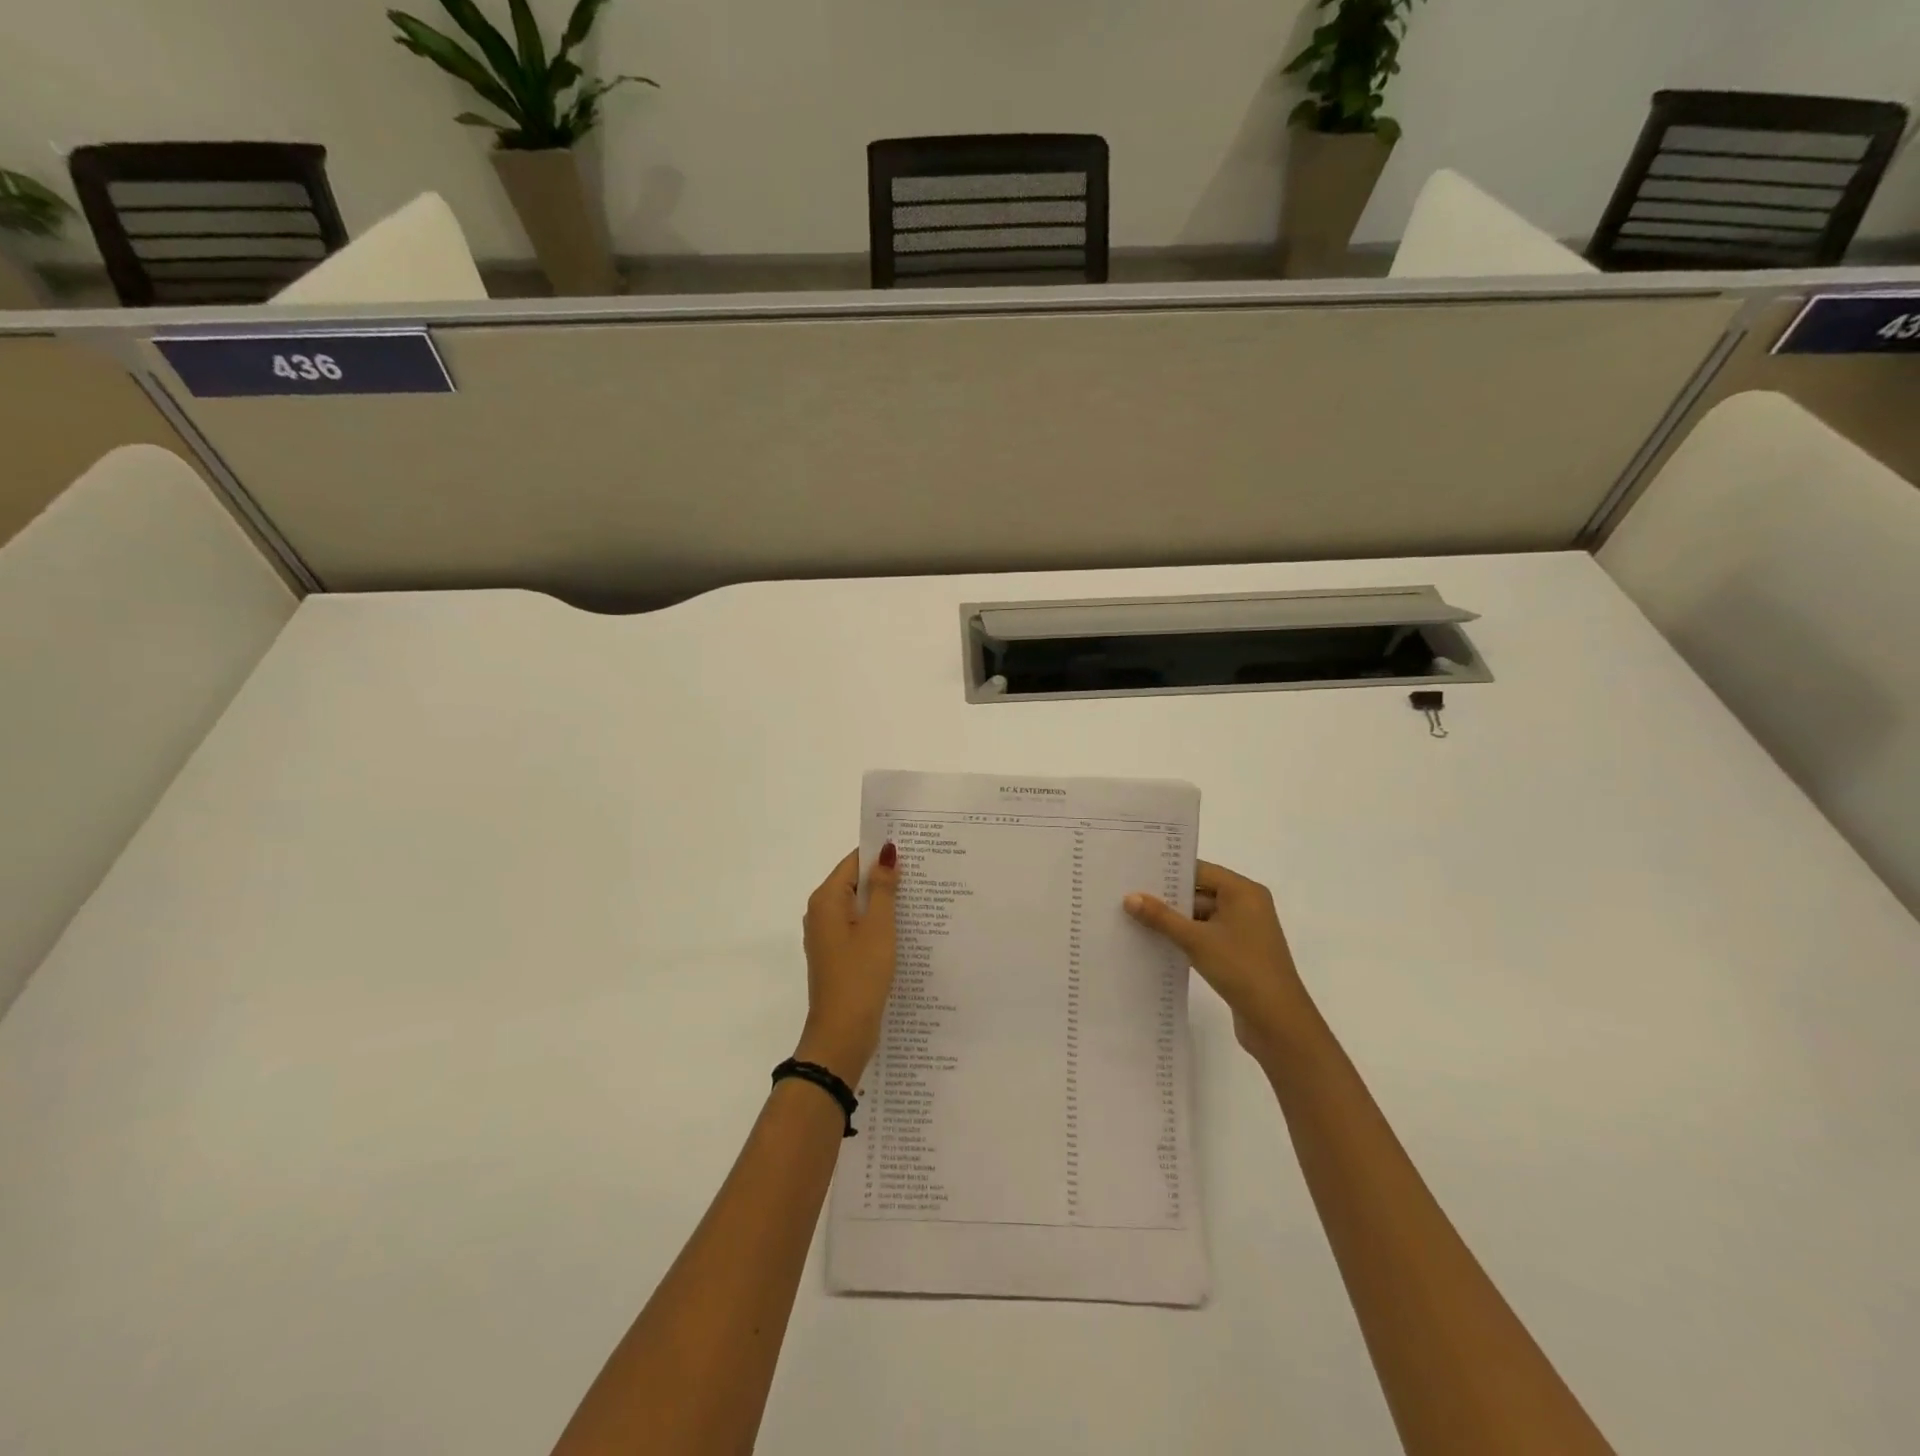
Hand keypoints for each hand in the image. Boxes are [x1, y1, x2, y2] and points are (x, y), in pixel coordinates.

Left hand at [795, 844, 898, 1083]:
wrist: (842, 1034)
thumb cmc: (860, 975)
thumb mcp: (878, 927)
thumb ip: (883, 888)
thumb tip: (887, 853)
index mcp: (826, 900)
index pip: (854, 861)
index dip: (881, 854)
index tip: (913, 849)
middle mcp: (821, 913)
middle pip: (855, 882)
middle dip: (886, 877)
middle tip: (924, 871)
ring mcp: (828, 936)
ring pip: (859, 907)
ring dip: (885, 902)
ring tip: (922, 896)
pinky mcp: (838, 956)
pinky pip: (860, 928)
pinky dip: (879, 924)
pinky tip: (906, 928)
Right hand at [1125, 860, 1312, 1063]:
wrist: (1278, 1023)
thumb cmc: (1241, 969)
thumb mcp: (1196, 940)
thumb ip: (1162, 917)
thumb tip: (1130, 897)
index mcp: (1243, 892)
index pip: (1199, 870)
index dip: (1168, 871)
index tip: (1135, 872)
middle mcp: (1246, 905)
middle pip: (1199, 892)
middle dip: (1166, 897)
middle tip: (1127, 895)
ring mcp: (1243, 931)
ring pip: (1200, 917)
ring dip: (1173, 921)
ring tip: (1133, 918)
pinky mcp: (1238, 953)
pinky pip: (1205, 936)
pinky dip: (1184, 938)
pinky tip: (1155, 942)